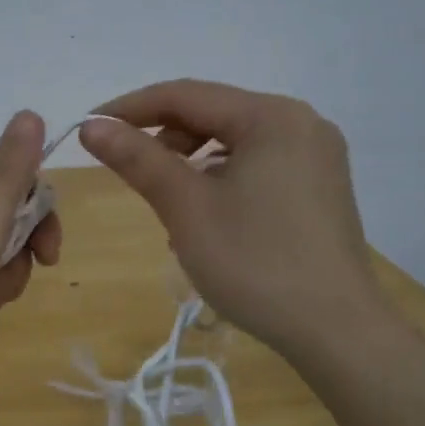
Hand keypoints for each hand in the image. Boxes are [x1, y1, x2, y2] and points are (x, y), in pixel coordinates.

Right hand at [79, 79, 382, 357]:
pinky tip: (205, 217)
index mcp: (272, 116)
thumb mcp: (186, 208)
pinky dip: (222, 180)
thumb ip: (138, 159)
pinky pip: (258, 167)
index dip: (130, 108)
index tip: (88, 127)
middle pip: (214, 115)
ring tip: (166, 202)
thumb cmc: (254, 262)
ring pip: (235, 143)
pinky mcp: (320, 188)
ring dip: (191, 163)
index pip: (186, 95)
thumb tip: (91, 126)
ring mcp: (317, 157)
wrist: (336, 330)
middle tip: (127, 170)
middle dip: (164, 138)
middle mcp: (301, 123)